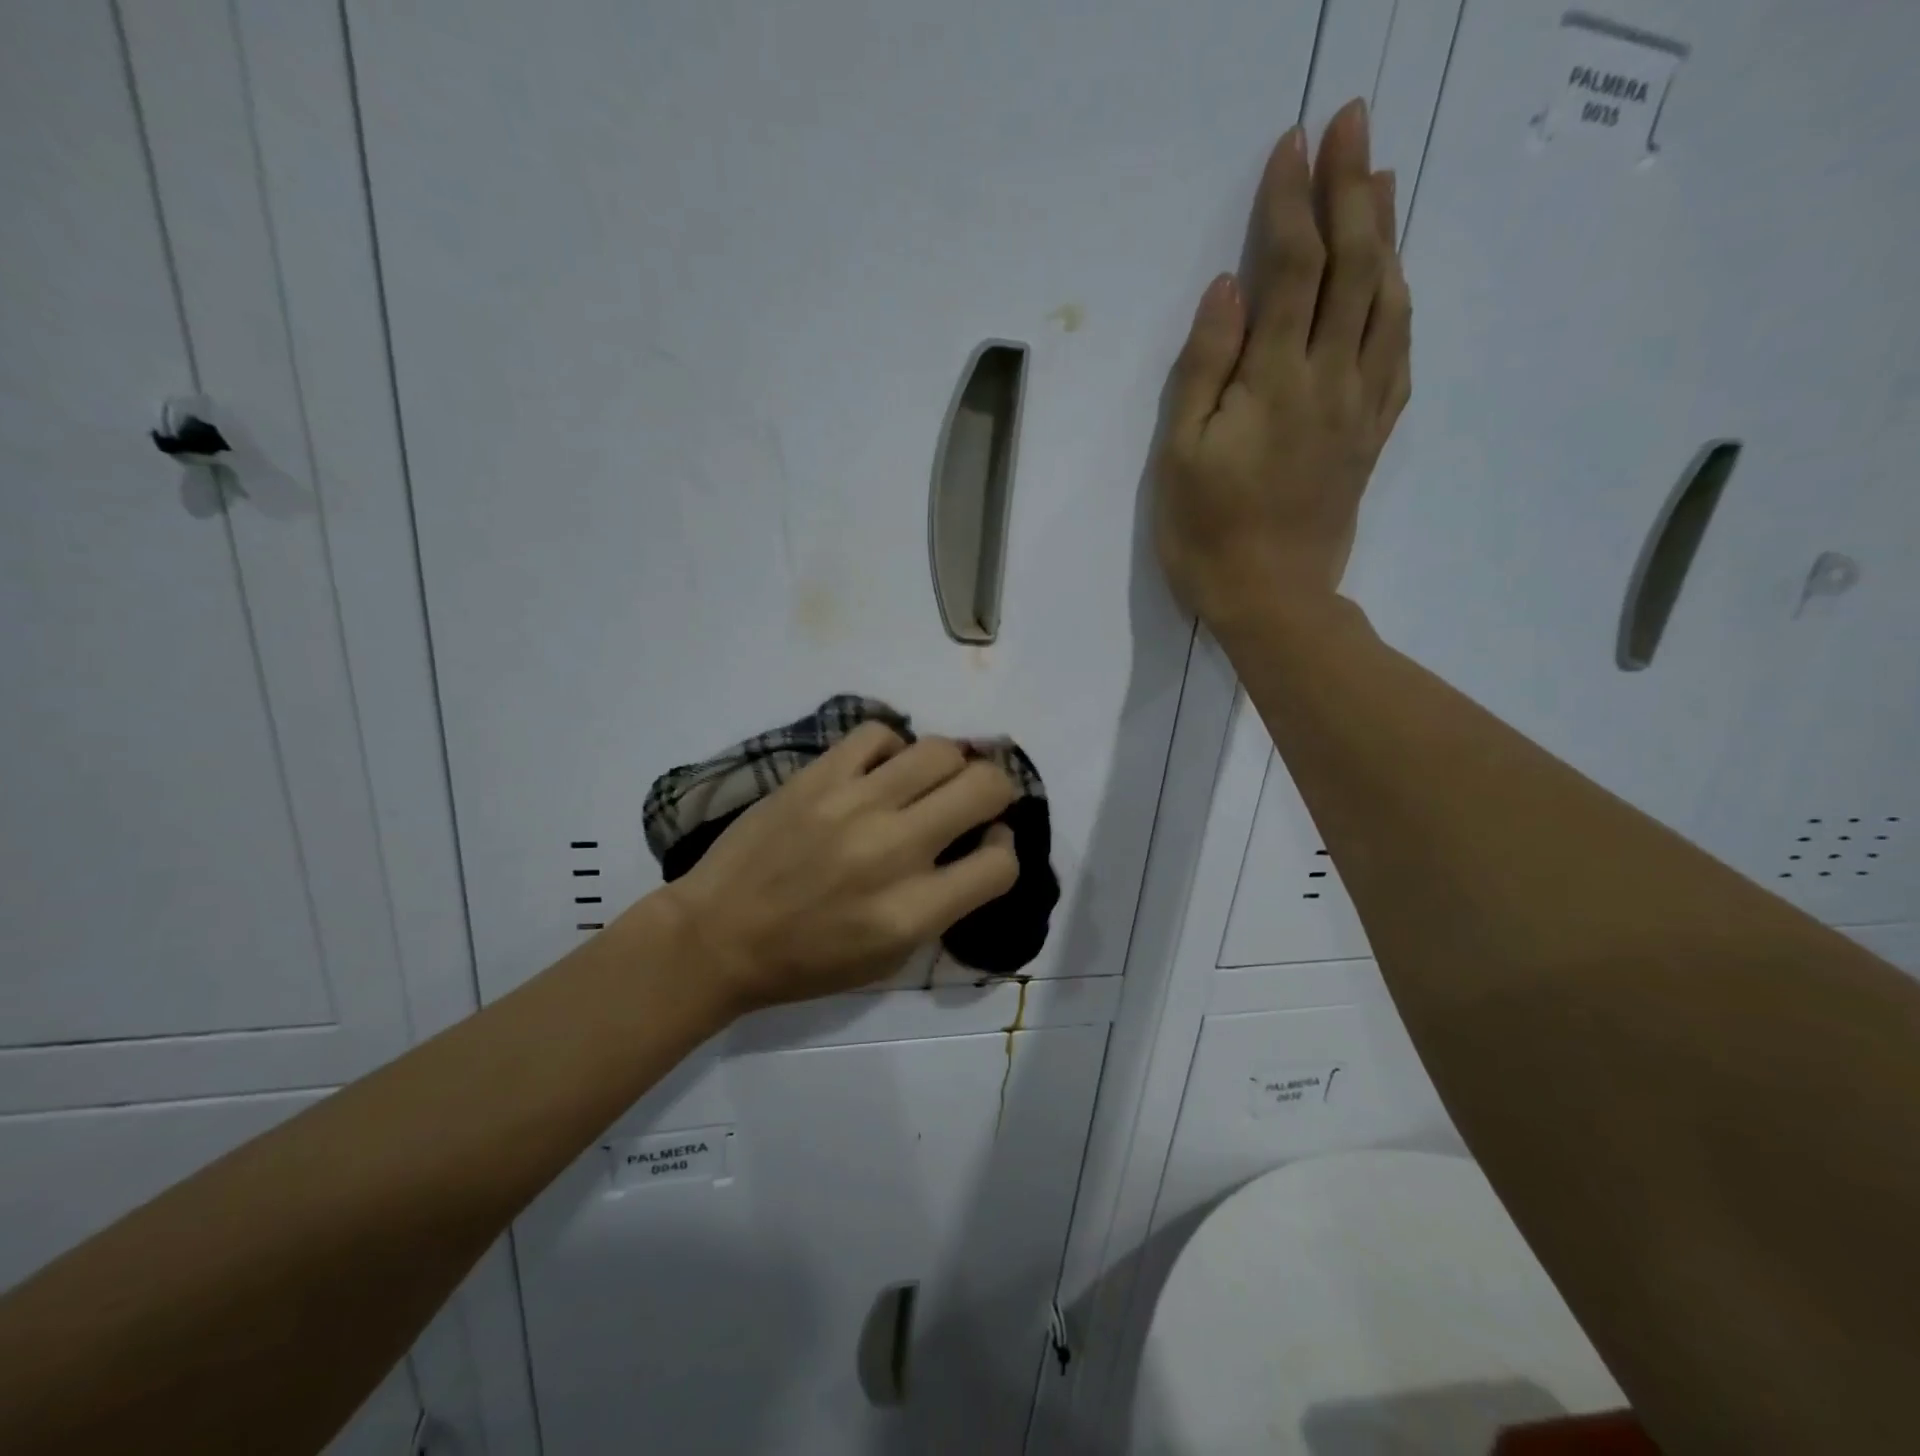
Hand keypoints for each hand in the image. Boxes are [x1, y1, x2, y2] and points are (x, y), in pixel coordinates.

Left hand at [654, 723, 1019, 1012]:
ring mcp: (852, 805)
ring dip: (952, 764)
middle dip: (996, 790)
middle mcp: (892, 851)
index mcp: (911, 912)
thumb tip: (979, 847)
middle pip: (985, 787)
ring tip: (931, 780)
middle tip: (977, 801)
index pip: (1000, 864)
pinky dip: (893, 747)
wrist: (717, 936)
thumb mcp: (889, 959)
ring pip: (940, 750)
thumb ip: (943, 906)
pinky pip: (878, 734)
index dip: (1005, 850)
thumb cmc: (807, 962)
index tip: (987, 845)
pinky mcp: (816, 777)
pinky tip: (883, 769)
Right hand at [1154, 98, 1410, 629]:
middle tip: (1354, 124)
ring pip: (1387, 300)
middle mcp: (1331, 378)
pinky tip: (1398, 281)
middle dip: (1352, 188)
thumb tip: (1228, 288)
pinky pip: (1400, 353)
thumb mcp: (1180, 456)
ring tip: (1382, 179)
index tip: (1292, 143)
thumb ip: (1204, 369)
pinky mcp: (1372, 435)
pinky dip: (1401, 303)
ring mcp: (1361, 406)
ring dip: (1387, 232)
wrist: (1272, 602)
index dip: (1292, 203)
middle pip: (1355, 266)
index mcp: (1277, 380)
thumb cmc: (1208, 534)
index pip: (1291, 269)